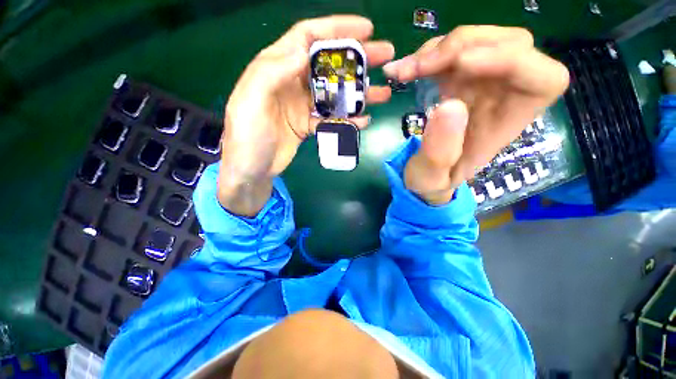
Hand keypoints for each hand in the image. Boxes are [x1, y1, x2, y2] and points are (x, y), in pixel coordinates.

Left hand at [218, 16, 393, 215]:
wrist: (252, 170)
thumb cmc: (247, 136)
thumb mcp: (251, 100)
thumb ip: (273, 72)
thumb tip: (302, 51)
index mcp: (276, 67)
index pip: (308, 37)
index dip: (336, 28)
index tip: (366, 29)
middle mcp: (292, 82)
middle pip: (328, 64)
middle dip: (357, 58)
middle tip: (384, 56)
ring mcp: (303, 105)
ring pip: (335, 93)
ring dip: (358, 92)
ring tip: (382, 93)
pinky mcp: (309, 124)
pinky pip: (332, 119)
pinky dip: (348, 119)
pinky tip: (363, 120)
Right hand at [383, 26, 569, 204]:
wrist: (424, 175)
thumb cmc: (433, 181)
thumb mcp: (432, 178)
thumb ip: (440, 153)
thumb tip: (449, 106)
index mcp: (508, 123)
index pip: (543, 79)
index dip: (511, 60)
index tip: (462, 64)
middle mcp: (503, 95)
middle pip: (509, 44)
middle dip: (460, 48)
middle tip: (418, 69)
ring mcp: (482, 82)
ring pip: (476, 40)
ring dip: (436, 50)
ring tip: (402, 72)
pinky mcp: (458, 78)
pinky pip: (450, 51)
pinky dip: (425, 55)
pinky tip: (403, 70)